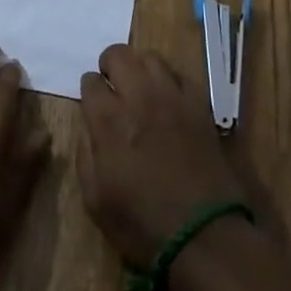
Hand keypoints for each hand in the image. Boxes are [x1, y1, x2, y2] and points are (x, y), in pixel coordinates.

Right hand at [77, 44, 247, 266]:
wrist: (204, 235)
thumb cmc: (143, 225)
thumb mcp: (96, 201)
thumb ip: (86, 154)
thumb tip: (90, 127)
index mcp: (109, 120)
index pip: (90, 81)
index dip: (89, 90)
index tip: (93, 103)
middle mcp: (139, 97)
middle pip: (118, 55)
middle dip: (109, 65)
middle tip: (113, 84)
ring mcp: (172, 97)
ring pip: (150, 57)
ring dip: (139, 67)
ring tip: (140, 86)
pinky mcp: (198, 104)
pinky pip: (179, 75)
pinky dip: (168, 80)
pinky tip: (168, 99)